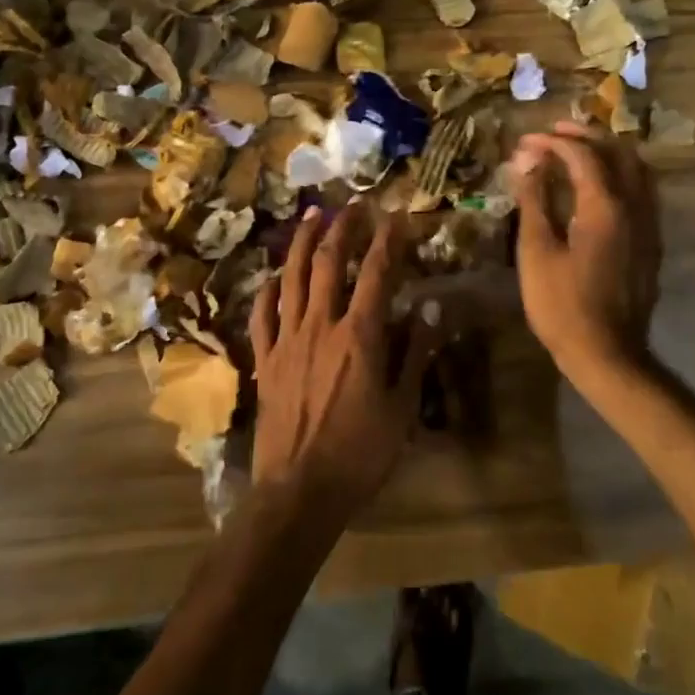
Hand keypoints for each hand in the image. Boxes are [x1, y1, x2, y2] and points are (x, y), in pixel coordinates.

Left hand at [250, 203, 442, 522]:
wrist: (300, 489)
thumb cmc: (360, 452)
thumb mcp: (402, 407)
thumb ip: (416, 353)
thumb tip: (432, 307)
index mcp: (359, 336)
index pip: (376, 274)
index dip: (388, 241)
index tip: (396, 217)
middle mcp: (320, 326)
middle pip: (330, 264)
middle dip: (343, 229)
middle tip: (352, 205)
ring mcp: (287, 340)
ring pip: (293, 279)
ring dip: (304, 244)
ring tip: (312, 217)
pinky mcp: (265, 359)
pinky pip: (262, 315)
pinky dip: (268, 290)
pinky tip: (273, 276)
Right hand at [511, 121, 659, 383]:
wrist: (607, 353)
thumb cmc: (562, 305)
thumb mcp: (537, 251)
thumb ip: (534, 201)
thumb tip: (526, 162)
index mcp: (606, 206)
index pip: (582, 155)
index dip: (552, 142)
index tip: (525, 142)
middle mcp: (636, 207)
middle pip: (618, 153)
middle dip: (585, 137)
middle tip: (553, 133)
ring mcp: (649, 226)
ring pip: (637, 171)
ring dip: (608, 153)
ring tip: (578, 151)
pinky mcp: (651, 243)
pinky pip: (642, 192)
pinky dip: (620, 175)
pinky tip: (599, 187)